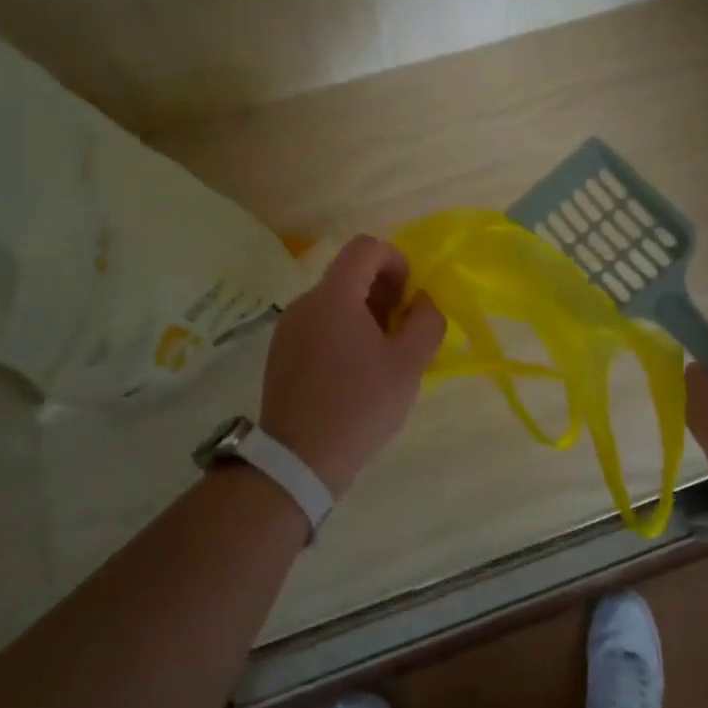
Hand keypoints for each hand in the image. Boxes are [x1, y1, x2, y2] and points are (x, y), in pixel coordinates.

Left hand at [260, 235, 446, 496]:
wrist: (299, 460)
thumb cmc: (360, 405)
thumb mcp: (409, 363)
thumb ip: (426, 320)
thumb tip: (422, 300)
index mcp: (334, 296)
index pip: (366, 247)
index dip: (396, 261)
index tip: (409, 297)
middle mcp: (306, 302)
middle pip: (349, 273)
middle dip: (383, 291)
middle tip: (401, 330)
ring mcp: (288, 328)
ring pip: (334, 301)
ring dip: (364, 313)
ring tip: (380, 356)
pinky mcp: (281, 352)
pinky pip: (318, 324)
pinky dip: (342, 332)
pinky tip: (353, 374)